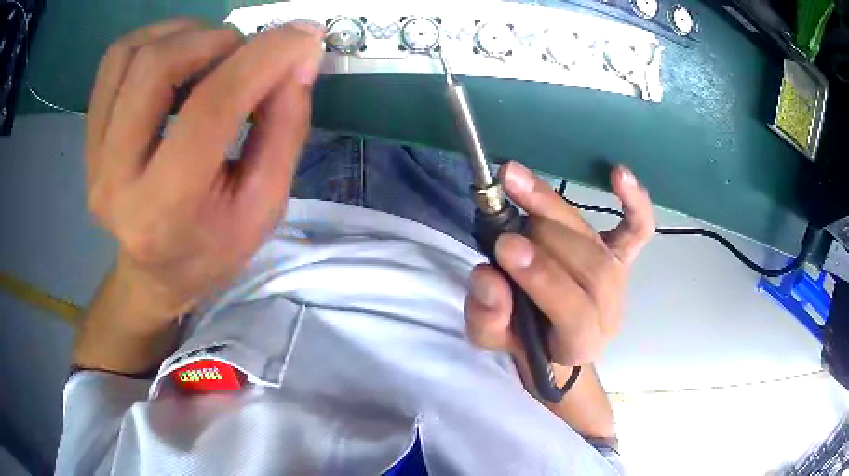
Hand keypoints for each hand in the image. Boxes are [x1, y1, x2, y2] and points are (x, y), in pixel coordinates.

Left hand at [85, 19, 324, 326]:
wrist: (154, 275)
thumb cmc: (212, 248)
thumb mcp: (265, 205)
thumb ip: (285, 127)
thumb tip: (299, 56)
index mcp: (165, 210)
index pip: (210, 108)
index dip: (263, 58)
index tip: (303, 37)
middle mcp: (115, 180)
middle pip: (156, 67)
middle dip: (216, 41)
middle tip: (246, 54)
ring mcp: (93, 157)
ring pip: (130, 53)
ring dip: (183, 35)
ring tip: (211, 54)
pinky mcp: (89, 138)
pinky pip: (115, 61)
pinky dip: (153, 39)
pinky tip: (177, 56)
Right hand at [465, 161, 653, 370]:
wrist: (550, 338)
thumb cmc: (520, 340)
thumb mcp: (490, 339)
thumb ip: (487, 315)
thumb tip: (487, 275)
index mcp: (578, 344)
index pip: (575, 313)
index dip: (544, 279)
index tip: (505, 247)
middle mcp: (608, 311)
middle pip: (591, 269)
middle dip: (545, 239)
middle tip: (504, 218)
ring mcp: (619, 280)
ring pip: (597, 243)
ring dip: (555, 211)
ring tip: (517, 185)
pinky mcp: (622, 257)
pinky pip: (637, 229)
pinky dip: (634, 202)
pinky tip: (618, 174)